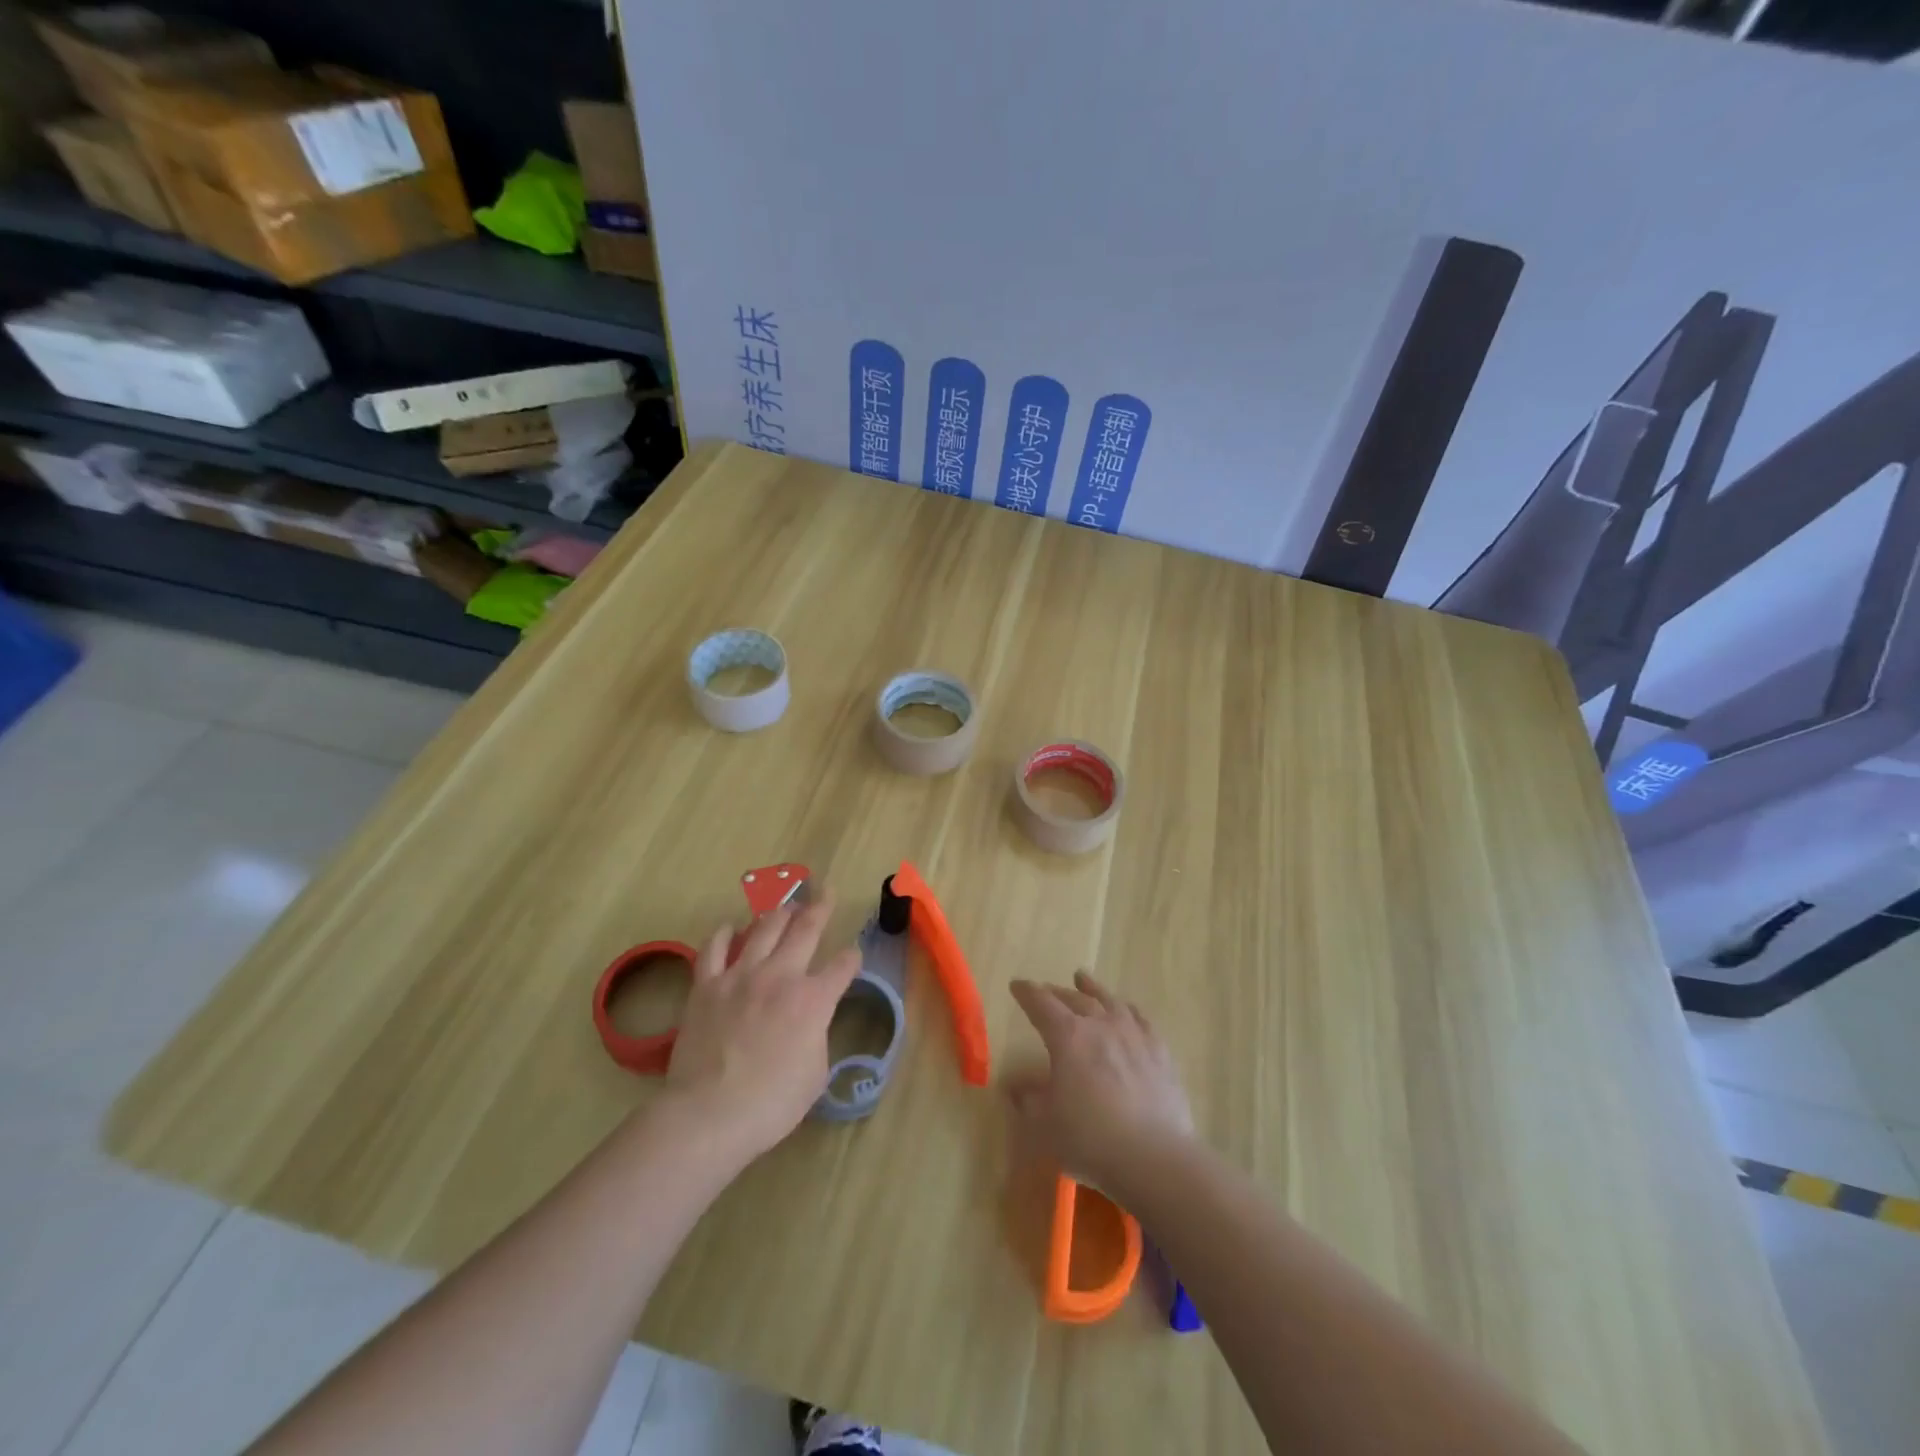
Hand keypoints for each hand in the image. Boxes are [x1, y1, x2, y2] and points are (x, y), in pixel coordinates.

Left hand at [661, 893, 860, 1165]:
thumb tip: (811, 1022)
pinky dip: (724, 934)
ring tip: (787, 904)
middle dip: (820, 908)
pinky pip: (715, 948)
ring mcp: (741, 976)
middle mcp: (781, 976)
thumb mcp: (816, 1073)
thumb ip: (818, 1035)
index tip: (853, 955)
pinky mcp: (707, 985)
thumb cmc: (772, 1103)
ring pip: (764, 929)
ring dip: (779, 913)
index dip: (851, 958)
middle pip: (806, 930)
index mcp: (814, 999)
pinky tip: (731, 927)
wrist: (710, 1113)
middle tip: (826, 891)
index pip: (843, 966)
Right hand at [1006, 970, 1194, 1190]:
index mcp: (1068, 1037)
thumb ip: (1029, 1100)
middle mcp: (1100, 1025)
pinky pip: (1141, 1019)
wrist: (1154, 1157)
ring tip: (1083, 979)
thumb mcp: (1045, 1125)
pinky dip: (1128, 1009)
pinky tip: (1127, 1010)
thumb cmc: (1090, 1140)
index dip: (1027, 993)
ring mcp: (1134, 1035)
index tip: (1017, 985)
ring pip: (1110, 1001)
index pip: (1042, 1004)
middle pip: (1076, 999)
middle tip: (1046, 990)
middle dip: (1057, 993)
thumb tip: (1015, 1085)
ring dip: (1093, 989)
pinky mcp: (1160, 1052)